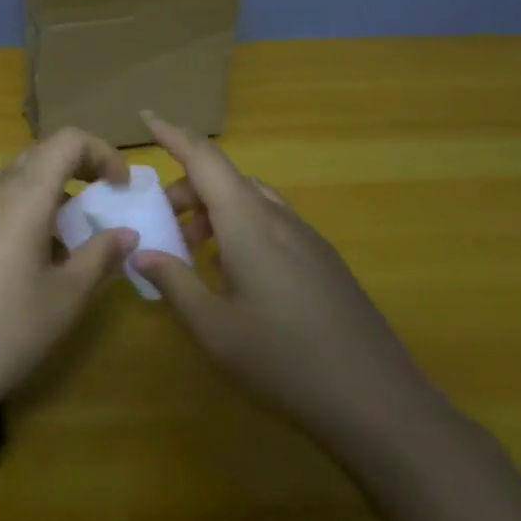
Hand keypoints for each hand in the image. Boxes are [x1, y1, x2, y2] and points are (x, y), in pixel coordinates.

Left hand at [0, 129, 138, 420]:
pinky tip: (29, 262)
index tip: (121, 188)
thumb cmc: (6, 331)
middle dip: (78, 169)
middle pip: (40, 154)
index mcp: (23, 194)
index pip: (67, 140)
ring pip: (15, 180)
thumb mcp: (66, 298)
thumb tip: (126, 233)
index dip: (102, 152)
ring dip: (49, 194)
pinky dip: (22, 212)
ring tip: (70, 241)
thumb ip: (100, 256)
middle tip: (102, 205)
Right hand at [131, 112, 435, 441]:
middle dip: (187, 189)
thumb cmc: (283, 361)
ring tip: (194, 250)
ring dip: (215, 210)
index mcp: (248, 224)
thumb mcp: (212, 328)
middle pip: (226, 179)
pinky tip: (235, 274)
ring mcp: (308, 239)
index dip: (173, 135)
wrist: (378, 402)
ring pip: (252, 201)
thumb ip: (174, 282)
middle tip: (163, 224)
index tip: (146, 117)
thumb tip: (142, 252)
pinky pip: (272, 223)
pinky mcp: (324, 261)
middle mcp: (279, 219)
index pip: (204, 160)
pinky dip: (241, 229)